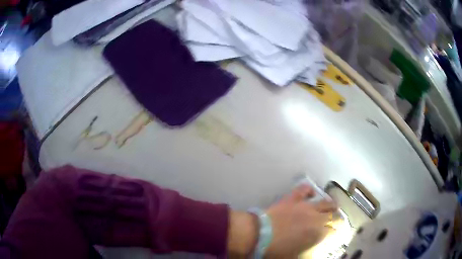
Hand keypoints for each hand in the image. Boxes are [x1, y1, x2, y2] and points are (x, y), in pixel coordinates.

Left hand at [227, 185, 336, 257]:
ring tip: (334, 205)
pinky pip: (303, 190)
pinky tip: (311, 191)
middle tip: (338, 219)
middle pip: (332, 215)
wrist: (258, 234)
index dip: (336, 232)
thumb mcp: (294, 256)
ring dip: (330, 204)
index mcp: (317, 233)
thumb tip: (313, 250)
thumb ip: (307, 253)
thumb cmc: (276, 249)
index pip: (333, 231)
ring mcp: (305, 206)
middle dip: (336, 218)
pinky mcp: (293, 199)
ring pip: (324, 202)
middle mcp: (315, 218)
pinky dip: (309, 190)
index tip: (337, 232)